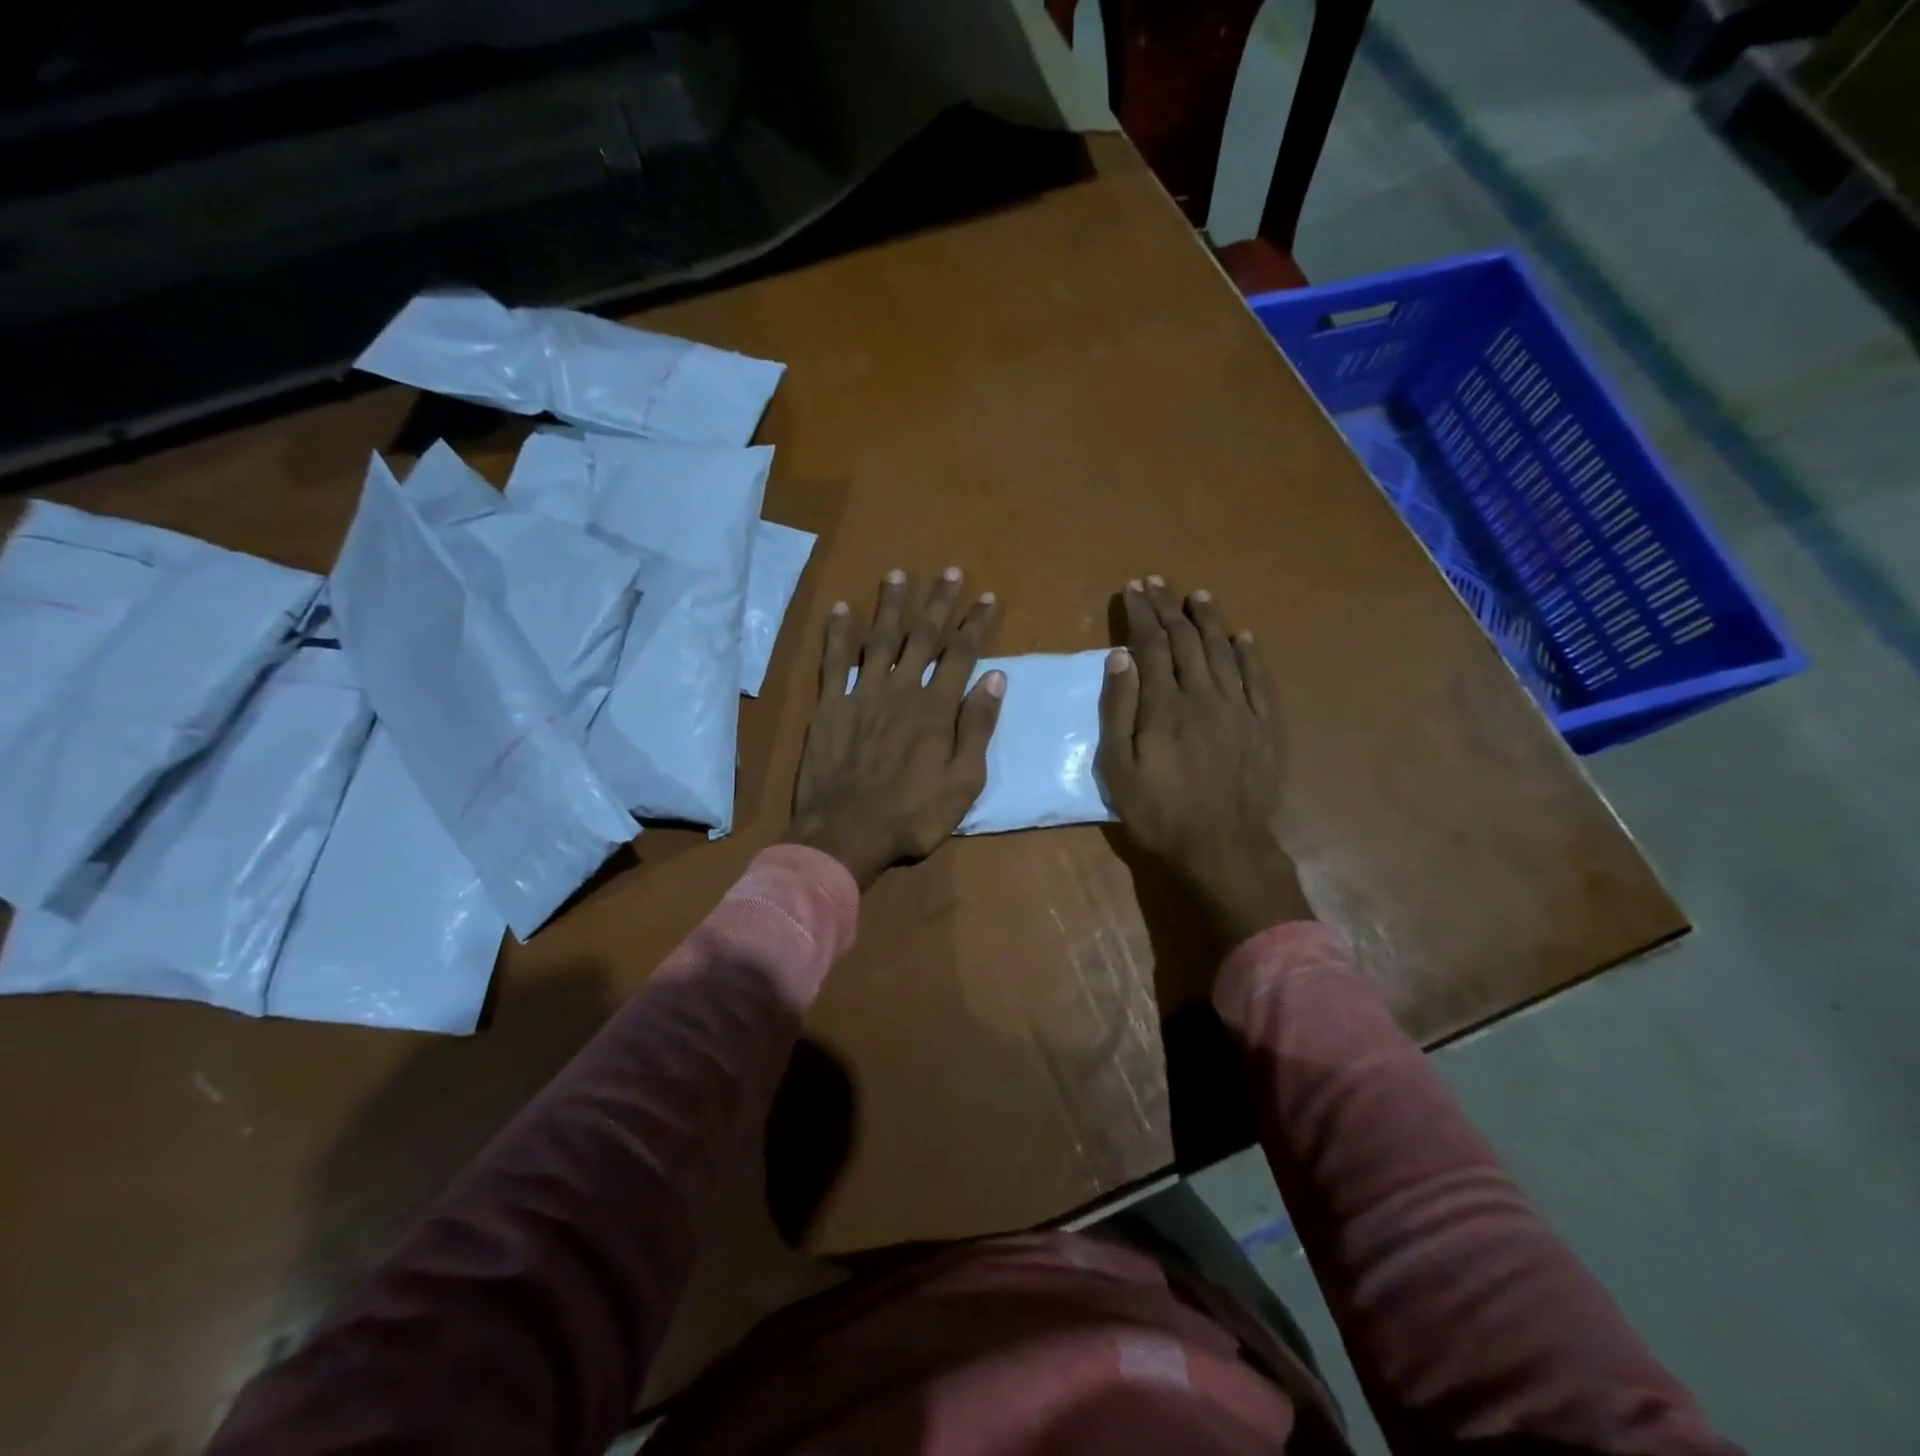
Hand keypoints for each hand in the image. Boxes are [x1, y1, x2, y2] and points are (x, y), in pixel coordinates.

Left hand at [787, 568, 1004, 888]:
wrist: (846, 833)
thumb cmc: (912, 815)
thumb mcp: (963, 781)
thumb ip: (978, 727)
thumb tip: (996, 678)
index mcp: (936, 709)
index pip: (961, 655)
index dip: (975, 624)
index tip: (987, 597)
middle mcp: (901, 690)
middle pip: (922, 637)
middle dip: (938, 602)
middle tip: (949, 571)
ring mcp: (862, 695)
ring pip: (879, 640)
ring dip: (891, 606)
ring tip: (899, 575)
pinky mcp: (830, 707)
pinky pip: (834, 662)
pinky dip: (838, 634)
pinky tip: (841, 609)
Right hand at [1098, 576, 1311, 946]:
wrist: (1223, 847)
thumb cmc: (1160, 812)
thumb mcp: (1118, 768)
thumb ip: (1118, 710)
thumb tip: (1119, 657)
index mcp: (1165, 705)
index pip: (1151, 646)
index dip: (1141, 615)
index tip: (1133, 590)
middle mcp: (1204, 695)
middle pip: (1185, 640)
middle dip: (1168, 607)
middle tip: (1156, 582)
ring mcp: (1240, 708)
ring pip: (1223, 651)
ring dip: (1208, 620)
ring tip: (1197, 595)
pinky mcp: (1266, 725)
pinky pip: (1259, 679)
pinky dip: (1249, 654)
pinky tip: (1242, 636)